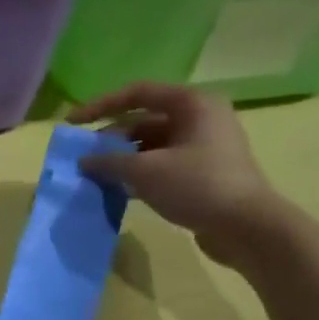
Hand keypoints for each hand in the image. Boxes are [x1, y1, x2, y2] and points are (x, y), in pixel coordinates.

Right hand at [68, 82, 286, 266]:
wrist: (246, 225)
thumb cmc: (197, 185)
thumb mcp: (145, 171)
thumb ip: (109, 162)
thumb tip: (84, 161)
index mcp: (191, 104)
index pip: (137, 94)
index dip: (100, 106)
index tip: (72, 123)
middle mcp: (199, 117)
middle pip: (143, 120)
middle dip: (110, 138)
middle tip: (84, 158)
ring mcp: (202, 145)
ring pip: (151, 144)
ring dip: (122, 158)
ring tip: (96, 176)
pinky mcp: (202, 170)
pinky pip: (161, 163)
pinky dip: (138, 173)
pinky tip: (118, 189)